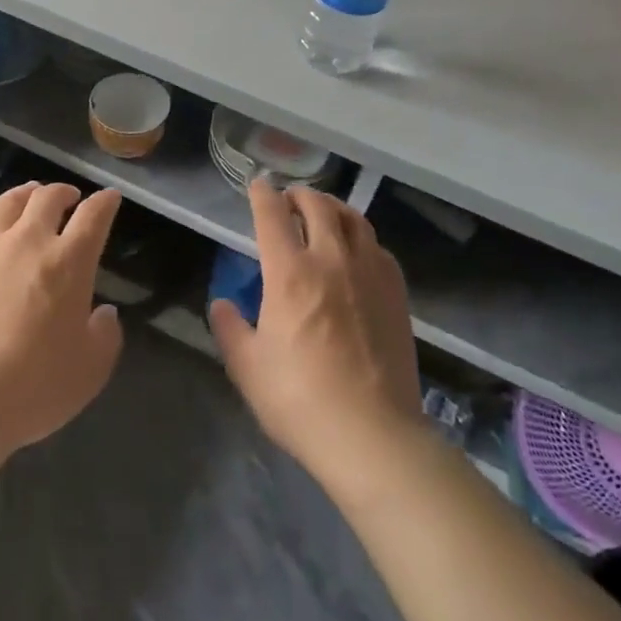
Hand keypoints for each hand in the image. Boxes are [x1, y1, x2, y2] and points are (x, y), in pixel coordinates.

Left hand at [0, 183, 123, 458]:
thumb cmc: (31, 389)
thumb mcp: (90, 372)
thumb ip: (105, 335)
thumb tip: (104, 312)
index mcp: (69, 263)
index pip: (94, 216)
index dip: (105, 202)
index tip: (109, 198)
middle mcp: (28, 241)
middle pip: (48, 198)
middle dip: (63, 193)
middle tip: (68, 198)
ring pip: (8, 202)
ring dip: (25, 195)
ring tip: (29, 197)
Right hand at [210, 181, 421, 479]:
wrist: (372, 434)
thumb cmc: (300, 400)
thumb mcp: (248, 368)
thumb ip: (230, 329)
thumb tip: (224, 305)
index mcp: (290, 273)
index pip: (273, 215)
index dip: (262, 194)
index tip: (258, 185)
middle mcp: (332, 260)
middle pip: (318, 206)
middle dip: (300, 196)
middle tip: (290, 200)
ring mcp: (370, 274)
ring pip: (354, 220)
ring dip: (334, 209)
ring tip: (325, 215)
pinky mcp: (396, 293)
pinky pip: (378, 248)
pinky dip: (361, 238)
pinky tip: (358, 252)